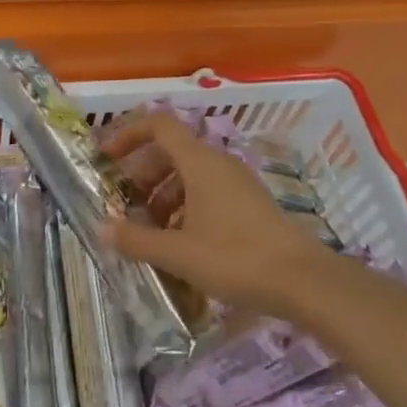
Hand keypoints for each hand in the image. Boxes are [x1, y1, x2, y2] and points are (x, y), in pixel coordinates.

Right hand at [98, 112, 336, 318]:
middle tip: (125, 202)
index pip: (159, 125)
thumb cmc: (236, 258)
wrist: (303, 281)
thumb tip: (103, 228)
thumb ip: (137, 240)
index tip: (107, 158)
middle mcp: (218, 163)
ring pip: (190, 174)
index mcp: (200, 162)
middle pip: (172, 151)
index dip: (129, 134)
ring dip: (163, 194)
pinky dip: (185, 206)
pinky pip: (207, 192)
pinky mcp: (249, 204)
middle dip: (143, 173)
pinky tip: (180, 242)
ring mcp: (237, 183)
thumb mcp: (179, 253)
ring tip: (149, 229)